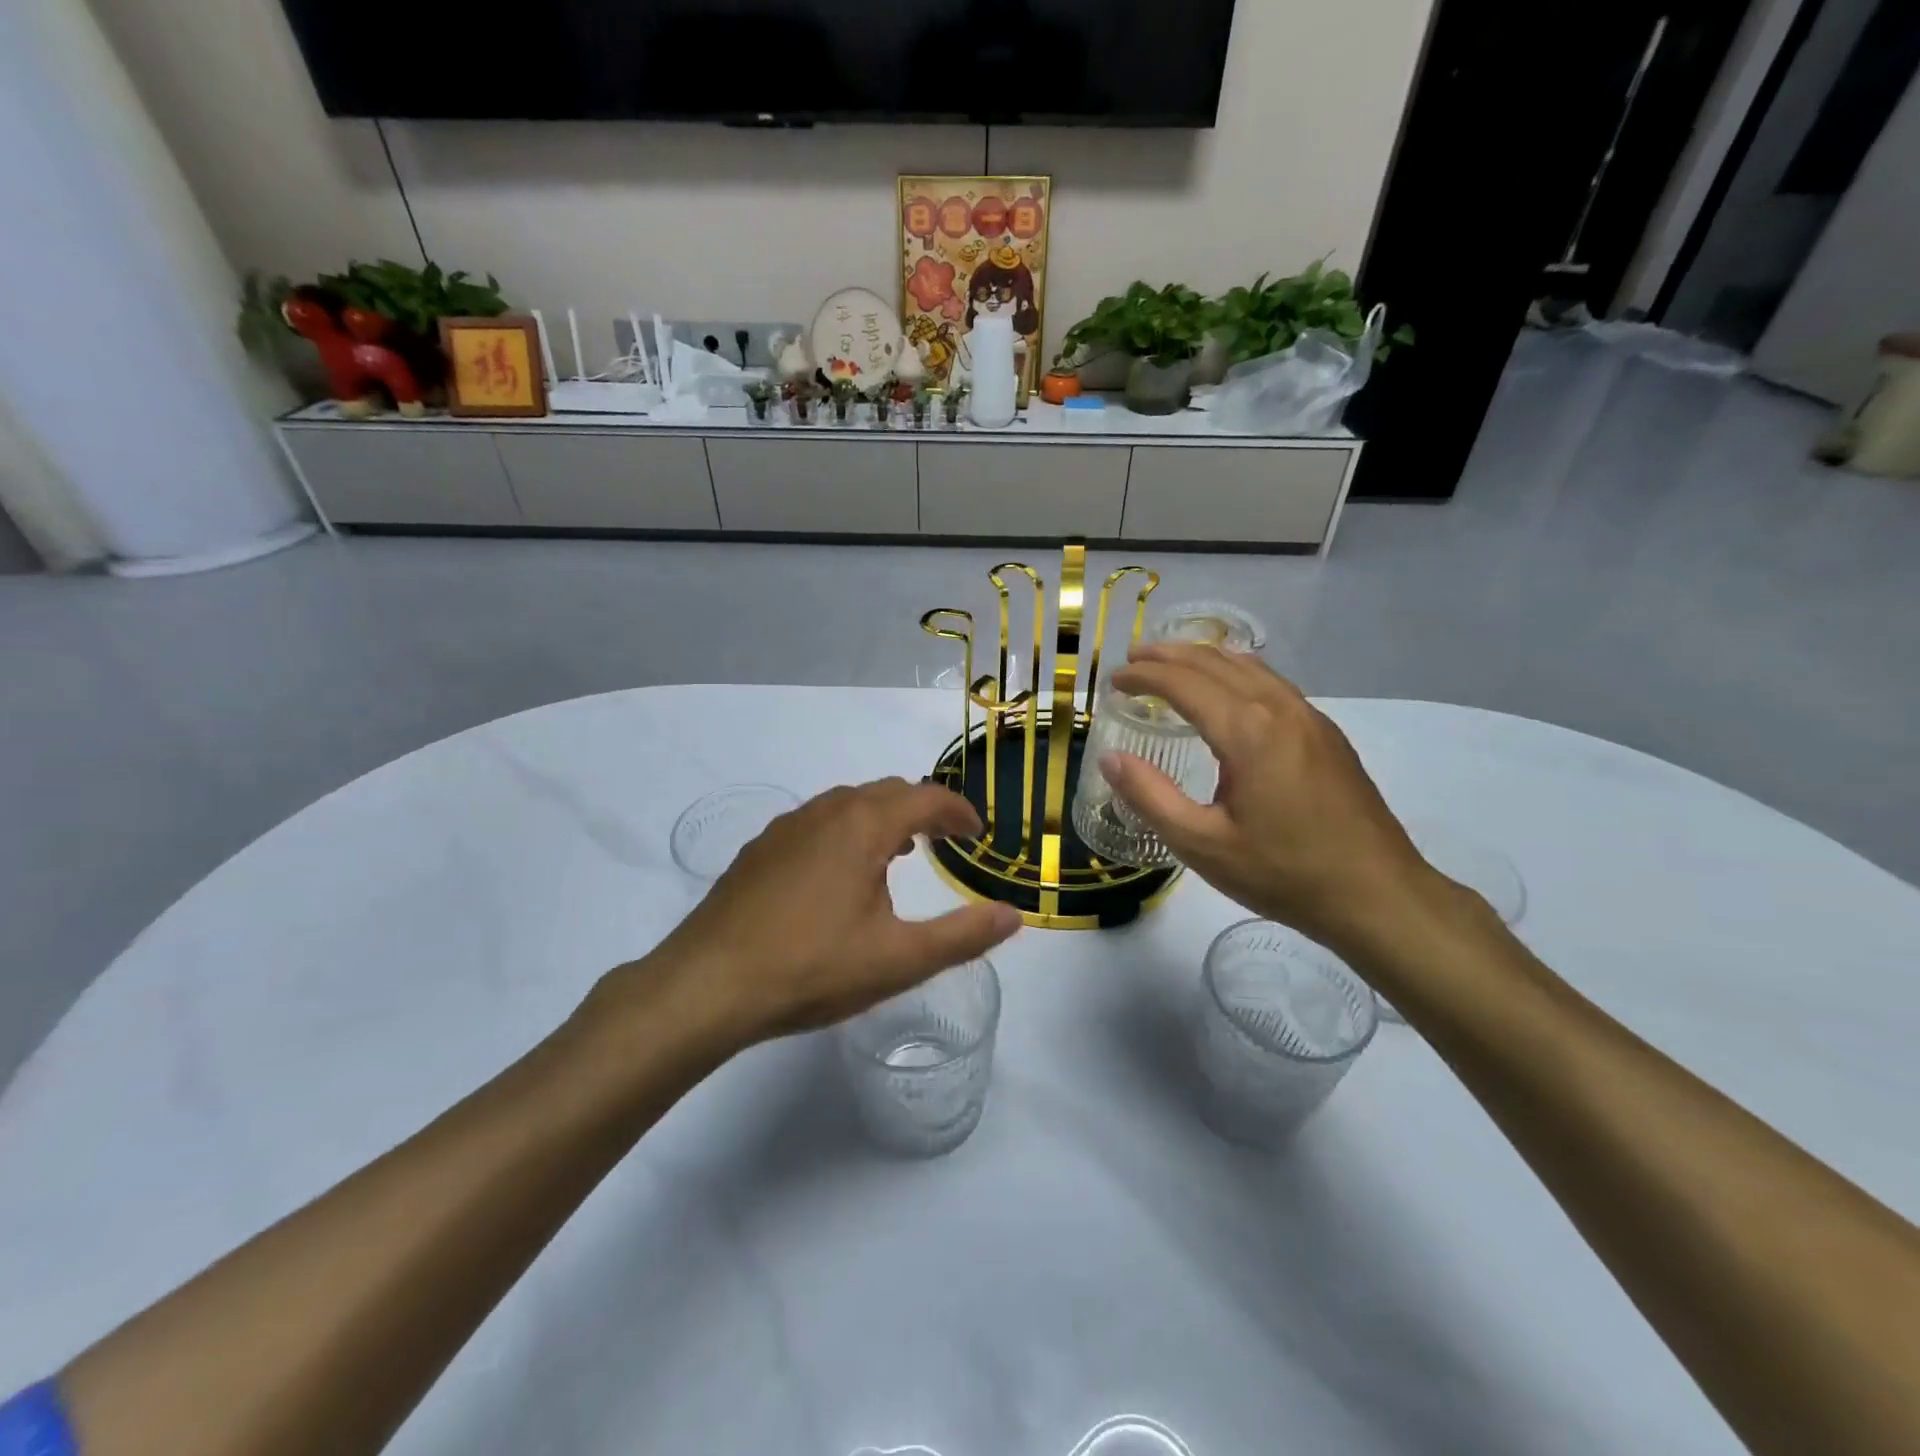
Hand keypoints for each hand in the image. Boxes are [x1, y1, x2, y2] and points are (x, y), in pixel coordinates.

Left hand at [597, 779, 1020, 1049]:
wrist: (707, 985)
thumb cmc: (811, 968)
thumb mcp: (899, 960)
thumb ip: (963, 935)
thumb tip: (1014, 915)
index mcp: (863, 825)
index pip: (924, 797)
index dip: (957, 811)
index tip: (976, 833)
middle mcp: (824, 811)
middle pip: (886, 792)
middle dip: (922, 809)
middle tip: (945, 839)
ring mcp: (785, 827)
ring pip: (847, 804)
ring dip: (882, 818)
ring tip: (898, 853)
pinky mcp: (759, 850)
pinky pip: (816, 823)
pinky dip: (845, 831)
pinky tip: (839, 873)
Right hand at [1105, 643, 1450, 955]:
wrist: (1377, 894)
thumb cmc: (1283, 873)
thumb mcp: (1202, 844)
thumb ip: (1150, 797)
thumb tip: (1110, 759)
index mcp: (1247, 731)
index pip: (1183, 683)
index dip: (1143, 676)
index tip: (1113, 679)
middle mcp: (1279, 709)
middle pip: (1216, 662)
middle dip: (1169, 655)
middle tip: (1133, 658)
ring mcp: (1310, 718)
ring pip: (1249, 667)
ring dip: (1204, 658)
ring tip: (1172, 663)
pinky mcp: (1326, 734)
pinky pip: (1272, 683)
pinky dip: (1236, 672)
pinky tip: (1228, 690)